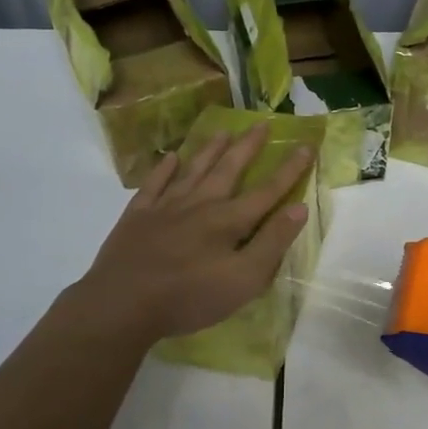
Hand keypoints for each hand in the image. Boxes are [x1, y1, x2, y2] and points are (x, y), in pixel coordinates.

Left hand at [62, 124, 312, 345]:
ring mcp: (165, 207)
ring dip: (210, 150)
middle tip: (262, 123)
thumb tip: (299, 208)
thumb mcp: (243, 280)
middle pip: (229, 170)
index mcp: (228, 221)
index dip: (289, 169)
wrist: (121, 305)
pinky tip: (170, 158)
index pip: (267, 191)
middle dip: (248, 147)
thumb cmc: (188, 298)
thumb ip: (272, 243)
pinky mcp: (137, 217)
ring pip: (193, 170)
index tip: (306, 145)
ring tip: (223, 131)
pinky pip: (154, 185)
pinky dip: (164, 170)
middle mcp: (199, 204)